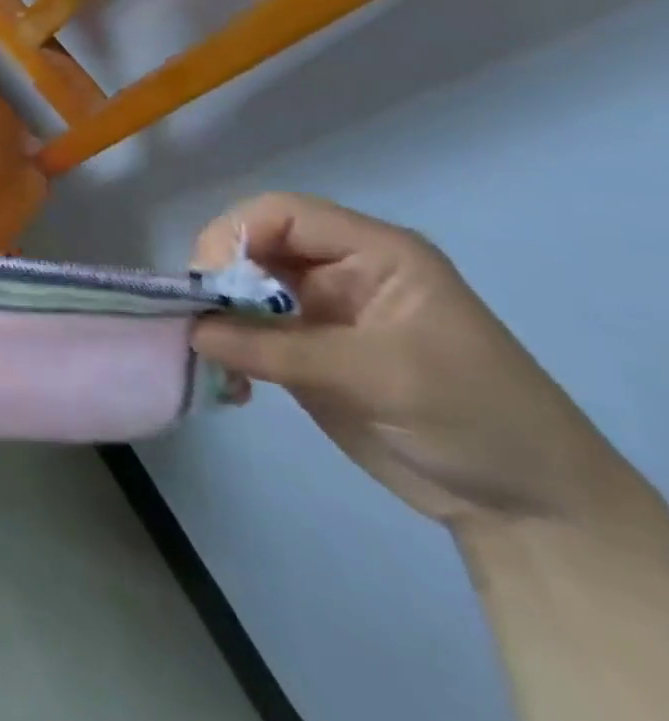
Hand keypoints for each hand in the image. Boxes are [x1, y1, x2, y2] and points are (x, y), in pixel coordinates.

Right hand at [190, 193, 644, 532]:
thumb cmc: (473, 417)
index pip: (281, 214)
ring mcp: (320, 310)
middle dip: (216, 277)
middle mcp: (340, 271)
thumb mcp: (375, 375)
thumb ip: (274, 347)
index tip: (207, 284)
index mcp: (374, 253)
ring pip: (239, 287)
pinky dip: (223, 347)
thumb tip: (190, 329)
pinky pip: (243, 330)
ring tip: (207, 355)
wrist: (530, 506)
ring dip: (214, 315)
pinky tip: (229, 381)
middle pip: (252, 245)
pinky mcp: (303, 349)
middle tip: (196, 319)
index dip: (234, 236)